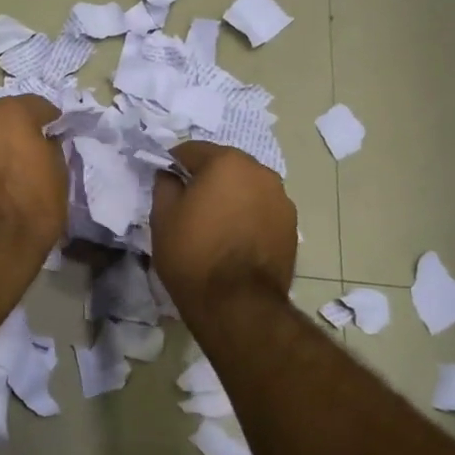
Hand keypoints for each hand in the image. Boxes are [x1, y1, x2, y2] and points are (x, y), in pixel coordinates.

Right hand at [150, 142, 297, 314]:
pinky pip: (261, 210)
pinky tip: (235, 240)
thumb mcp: (162, 216)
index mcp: (227, 162)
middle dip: (206, 179)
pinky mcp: (291, 226)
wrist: (237, 304)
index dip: (174, 164)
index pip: (192, 150)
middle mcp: (260, 172)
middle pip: (225, 166)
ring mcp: (281, 199)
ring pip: (246, 188)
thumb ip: (165, 184)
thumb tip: (170, 175)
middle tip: (189, 205)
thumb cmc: (193, 254)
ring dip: (231, 197)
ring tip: (215, 225)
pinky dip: (248, 216)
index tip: (165, 182)